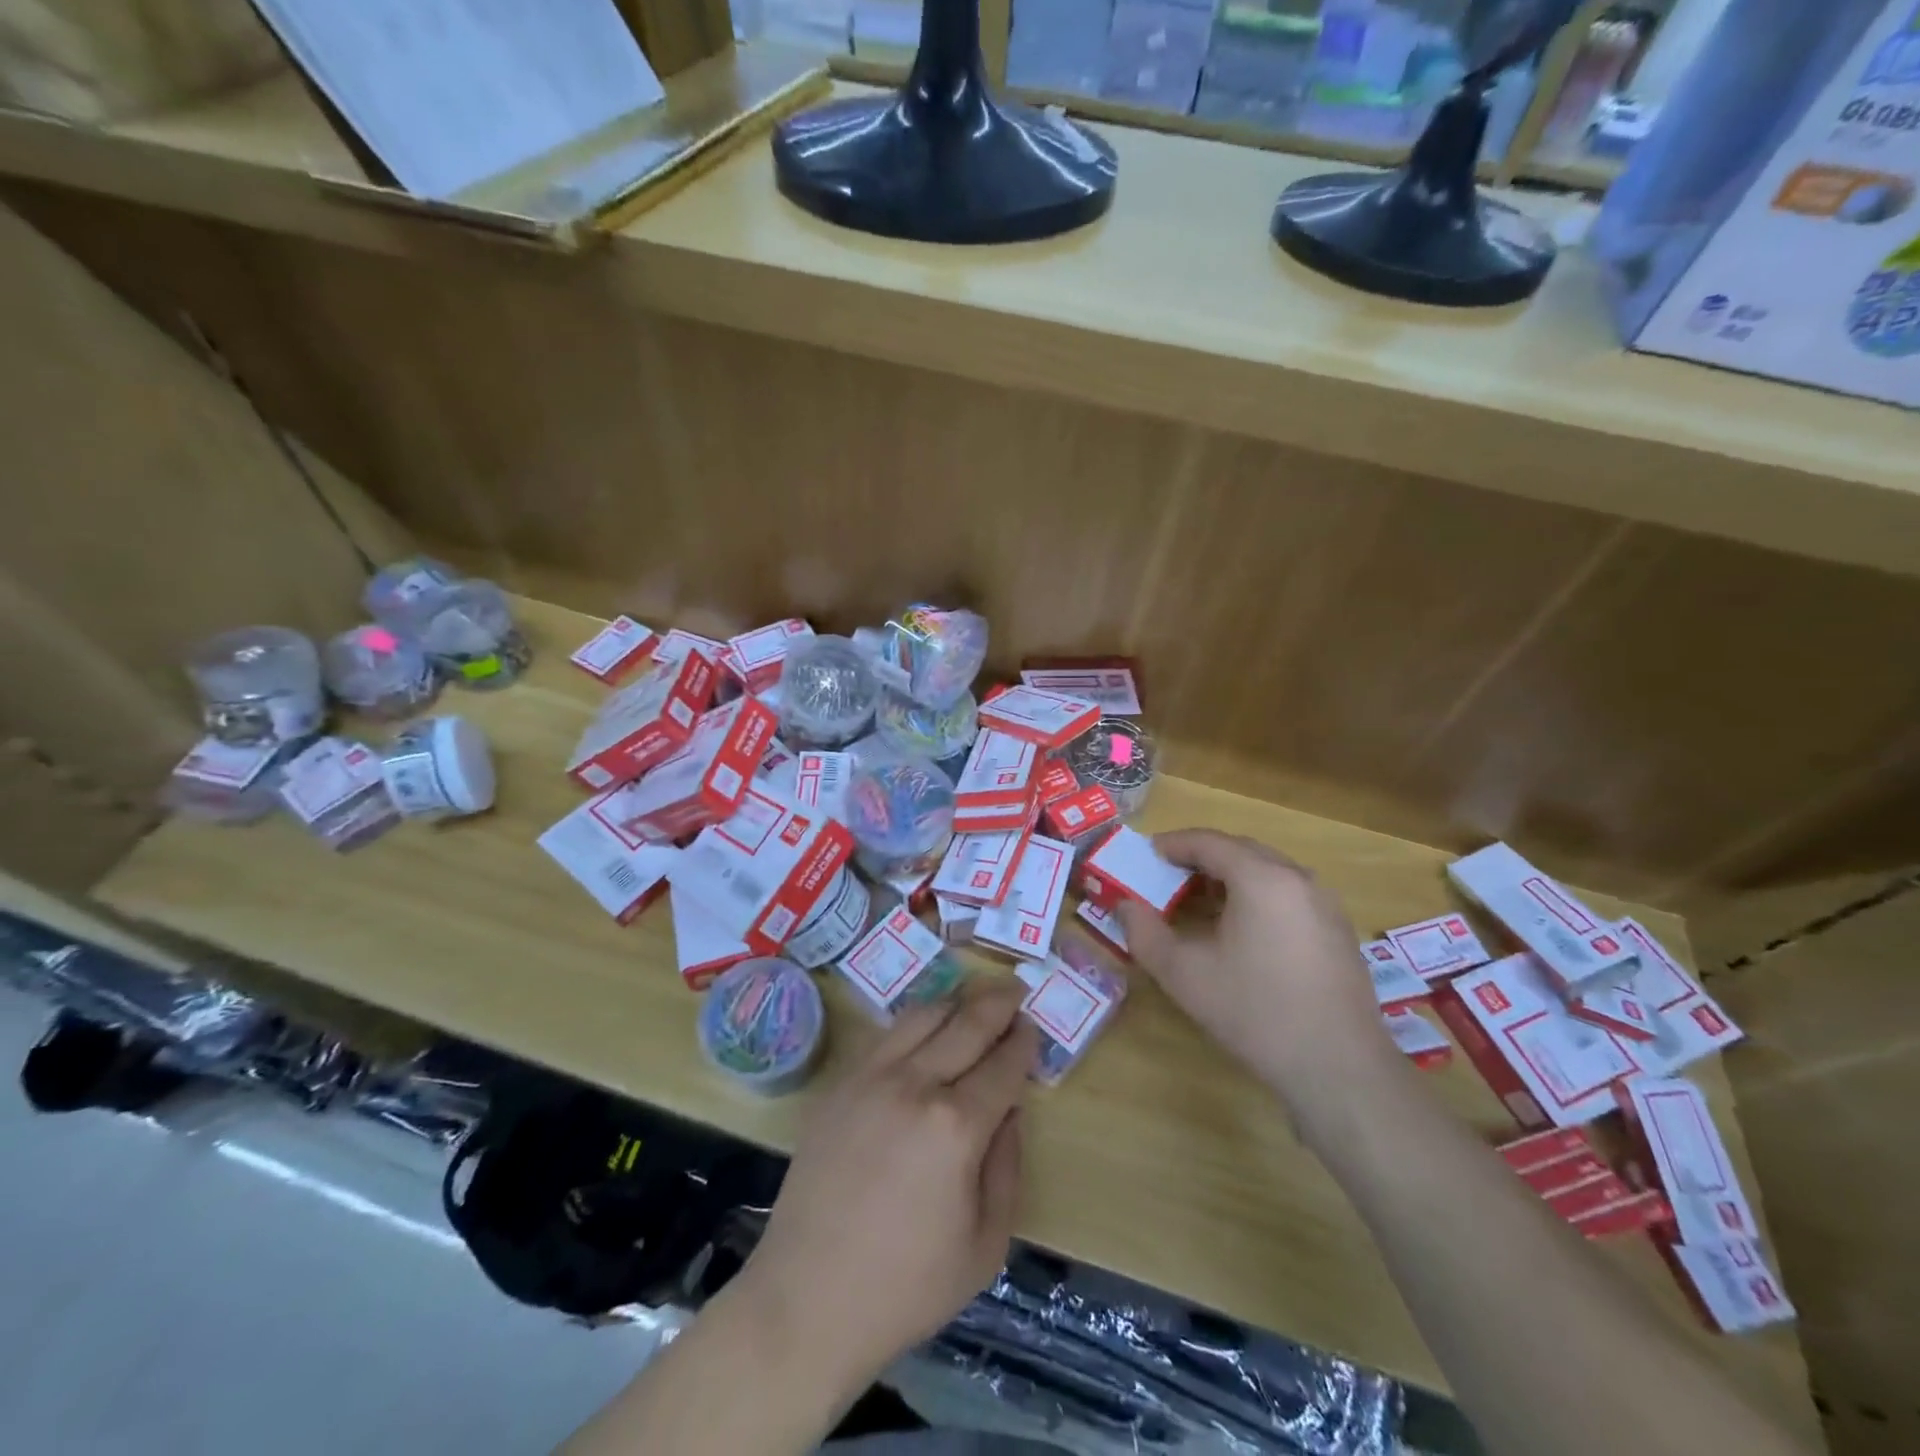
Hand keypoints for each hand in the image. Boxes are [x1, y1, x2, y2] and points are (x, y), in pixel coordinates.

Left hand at [736, 977, 1039, 1391]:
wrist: (808, 1298)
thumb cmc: (906, 1286)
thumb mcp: (985, 1245)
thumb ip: (1007, 1167)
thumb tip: (1009, 1111)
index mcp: (956, 1127)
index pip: (1002, 1065)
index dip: (1022, 1044)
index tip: (1032, 1029)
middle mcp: (915, 1085)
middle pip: (966, 1024)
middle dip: (997, 1004)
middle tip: (1014, 991)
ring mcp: (871, 1078)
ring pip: (923, 1016)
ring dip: (956, 1002)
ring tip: (974, 999)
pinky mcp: (840, 1084)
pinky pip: (886, 1035)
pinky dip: (915, 1022)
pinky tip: (926, 1028)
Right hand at [1115, 830, 1394, 1108]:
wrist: (1338, 1068)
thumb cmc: (1254, 1012)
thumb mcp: (1184, 974)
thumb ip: (1145, 933)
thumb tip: (1124, 905)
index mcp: (1261, 878)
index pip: (1208, 841)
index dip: (1172, 844)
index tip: (1146, 854)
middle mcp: (1297, 878)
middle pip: (1240, 850)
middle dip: (1199, 857)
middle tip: (1166, 876)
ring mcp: (1324, 903)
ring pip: (1267, 871)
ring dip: (1229, 876)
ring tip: (1197, 902)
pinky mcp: (1337, 929)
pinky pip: (1287, 893)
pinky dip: (1255, 895)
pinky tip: (1239, 928)